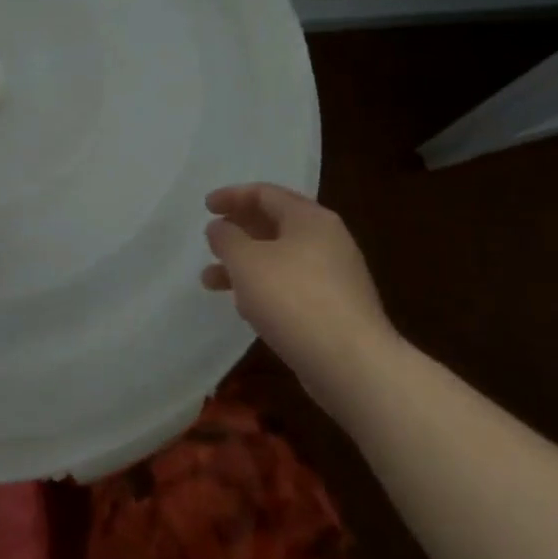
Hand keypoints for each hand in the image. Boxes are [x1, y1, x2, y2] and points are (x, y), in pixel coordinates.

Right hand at [201, 183, 397, 414]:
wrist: (352, 364)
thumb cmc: (293, 299)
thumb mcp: (246, 261)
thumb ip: (226, 238)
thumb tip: (220, 228)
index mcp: (309, 218)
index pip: (265, 194)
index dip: (232, 196)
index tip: (205, 208)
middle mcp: (327, 240)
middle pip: (274, 224)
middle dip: (238, 231)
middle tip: (210, 241)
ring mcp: (335, 275)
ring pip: (280, 258)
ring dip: (244, 264)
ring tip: (211, 281)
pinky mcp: (335, 308)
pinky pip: (292, 285)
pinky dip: (264, 287)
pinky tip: (245, 307)